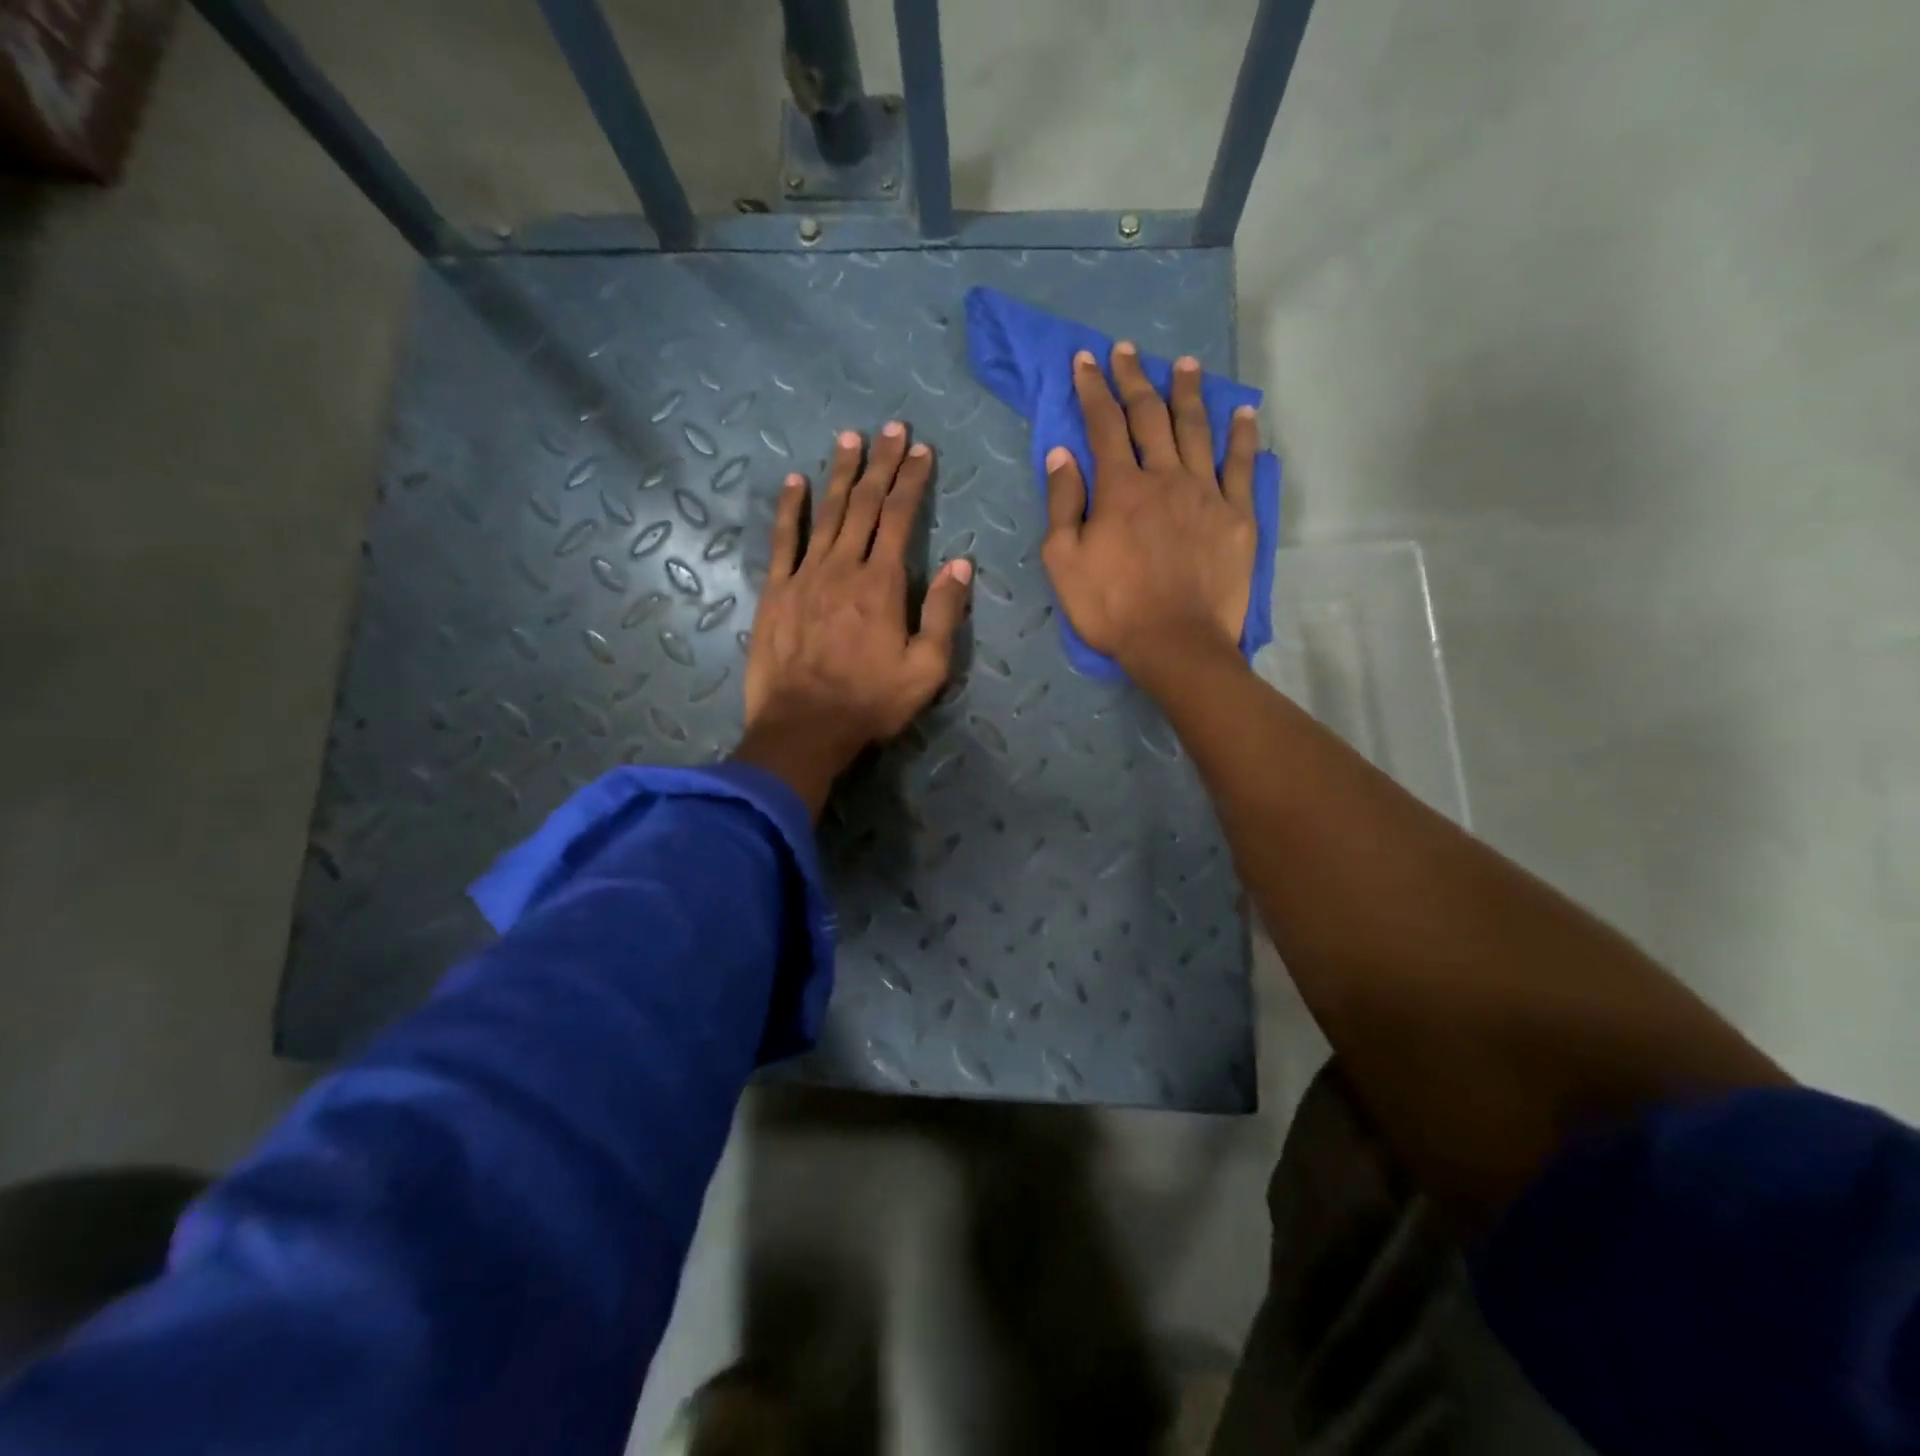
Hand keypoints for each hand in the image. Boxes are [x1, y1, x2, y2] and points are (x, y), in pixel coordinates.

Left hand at [735, 423, 972, 816]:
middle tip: (891, 428)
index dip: (912, 480)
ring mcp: (805, 576)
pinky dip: (789, 509)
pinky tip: (795, 481)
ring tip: (850, 438)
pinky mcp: (775, 592)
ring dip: (839, 474)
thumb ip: (943, 613)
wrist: (803, 728)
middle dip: (881, 464)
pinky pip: (783, 540)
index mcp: (882, 583)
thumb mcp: (926, 668)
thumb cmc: (871, 702)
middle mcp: (843, 567)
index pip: (900, 518)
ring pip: (825, 513)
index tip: (922, 450)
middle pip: (864, 504)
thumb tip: (960, 564)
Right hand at [1040, 342, 1259, 677]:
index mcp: (1120, 488)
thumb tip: (1062, 454)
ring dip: (1188, 393)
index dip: (1093, 389)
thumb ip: (1063, 504)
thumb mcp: (1064, 561)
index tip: (1086, 360)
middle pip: (1149, 417)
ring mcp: (1206, 494)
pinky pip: (1242, 465)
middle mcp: (1165, 477)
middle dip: (1135, 379)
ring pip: (1197, 430)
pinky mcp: (1238, 516)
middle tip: (1127, 350)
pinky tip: (1243, 411)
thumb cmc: (1111, 607)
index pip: (1104, 425)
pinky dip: (1243, 435)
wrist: (1175, 643)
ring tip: (1184, 364)